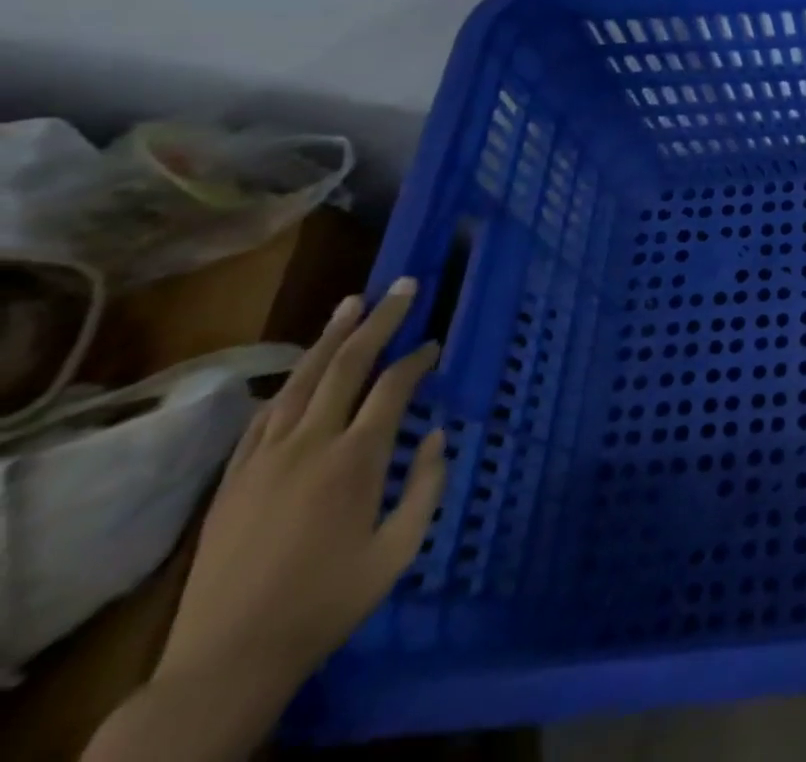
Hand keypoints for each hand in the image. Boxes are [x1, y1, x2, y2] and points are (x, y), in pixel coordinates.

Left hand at [156, 279, 446, 700]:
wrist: (226, 661)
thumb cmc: (328, 602)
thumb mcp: (399, 550)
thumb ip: (426, 486)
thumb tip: (435, 435)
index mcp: (355, 460)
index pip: (394, 387)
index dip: (420, 358)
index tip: (437, 344)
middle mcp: (310, 445)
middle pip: (348, 366)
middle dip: (380, 321)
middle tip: (404, 286)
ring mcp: (265, 460)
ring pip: (302, 381)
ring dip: (330, 338)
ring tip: (352, 302)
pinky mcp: (234, 479)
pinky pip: (264, 417)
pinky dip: (290, 383)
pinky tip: (302, 369)